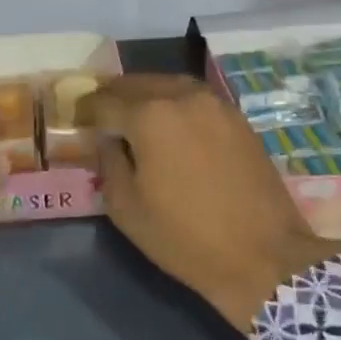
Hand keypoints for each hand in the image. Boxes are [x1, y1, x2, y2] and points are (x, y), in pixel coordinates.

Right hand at [81, 75, 335, 332]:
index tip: (77, 120)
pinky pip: (194, 97)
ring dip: (145, 94)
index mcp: (149, 116)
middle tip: (101, 113)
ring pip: (168, 84)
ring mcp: (214, 104)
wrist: (263, 256)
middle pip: (136, 83)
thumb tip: (108, 140)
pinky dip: (174, 102)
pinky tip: (170, 123)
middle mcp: (181, 97)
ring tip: (133, 114)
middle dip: (114, 96)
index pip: (104, 101)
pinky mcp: (237, 117)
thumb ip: (108, 163)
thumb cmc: (185, 237)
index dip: (86, 111)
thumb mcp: (127, 208)